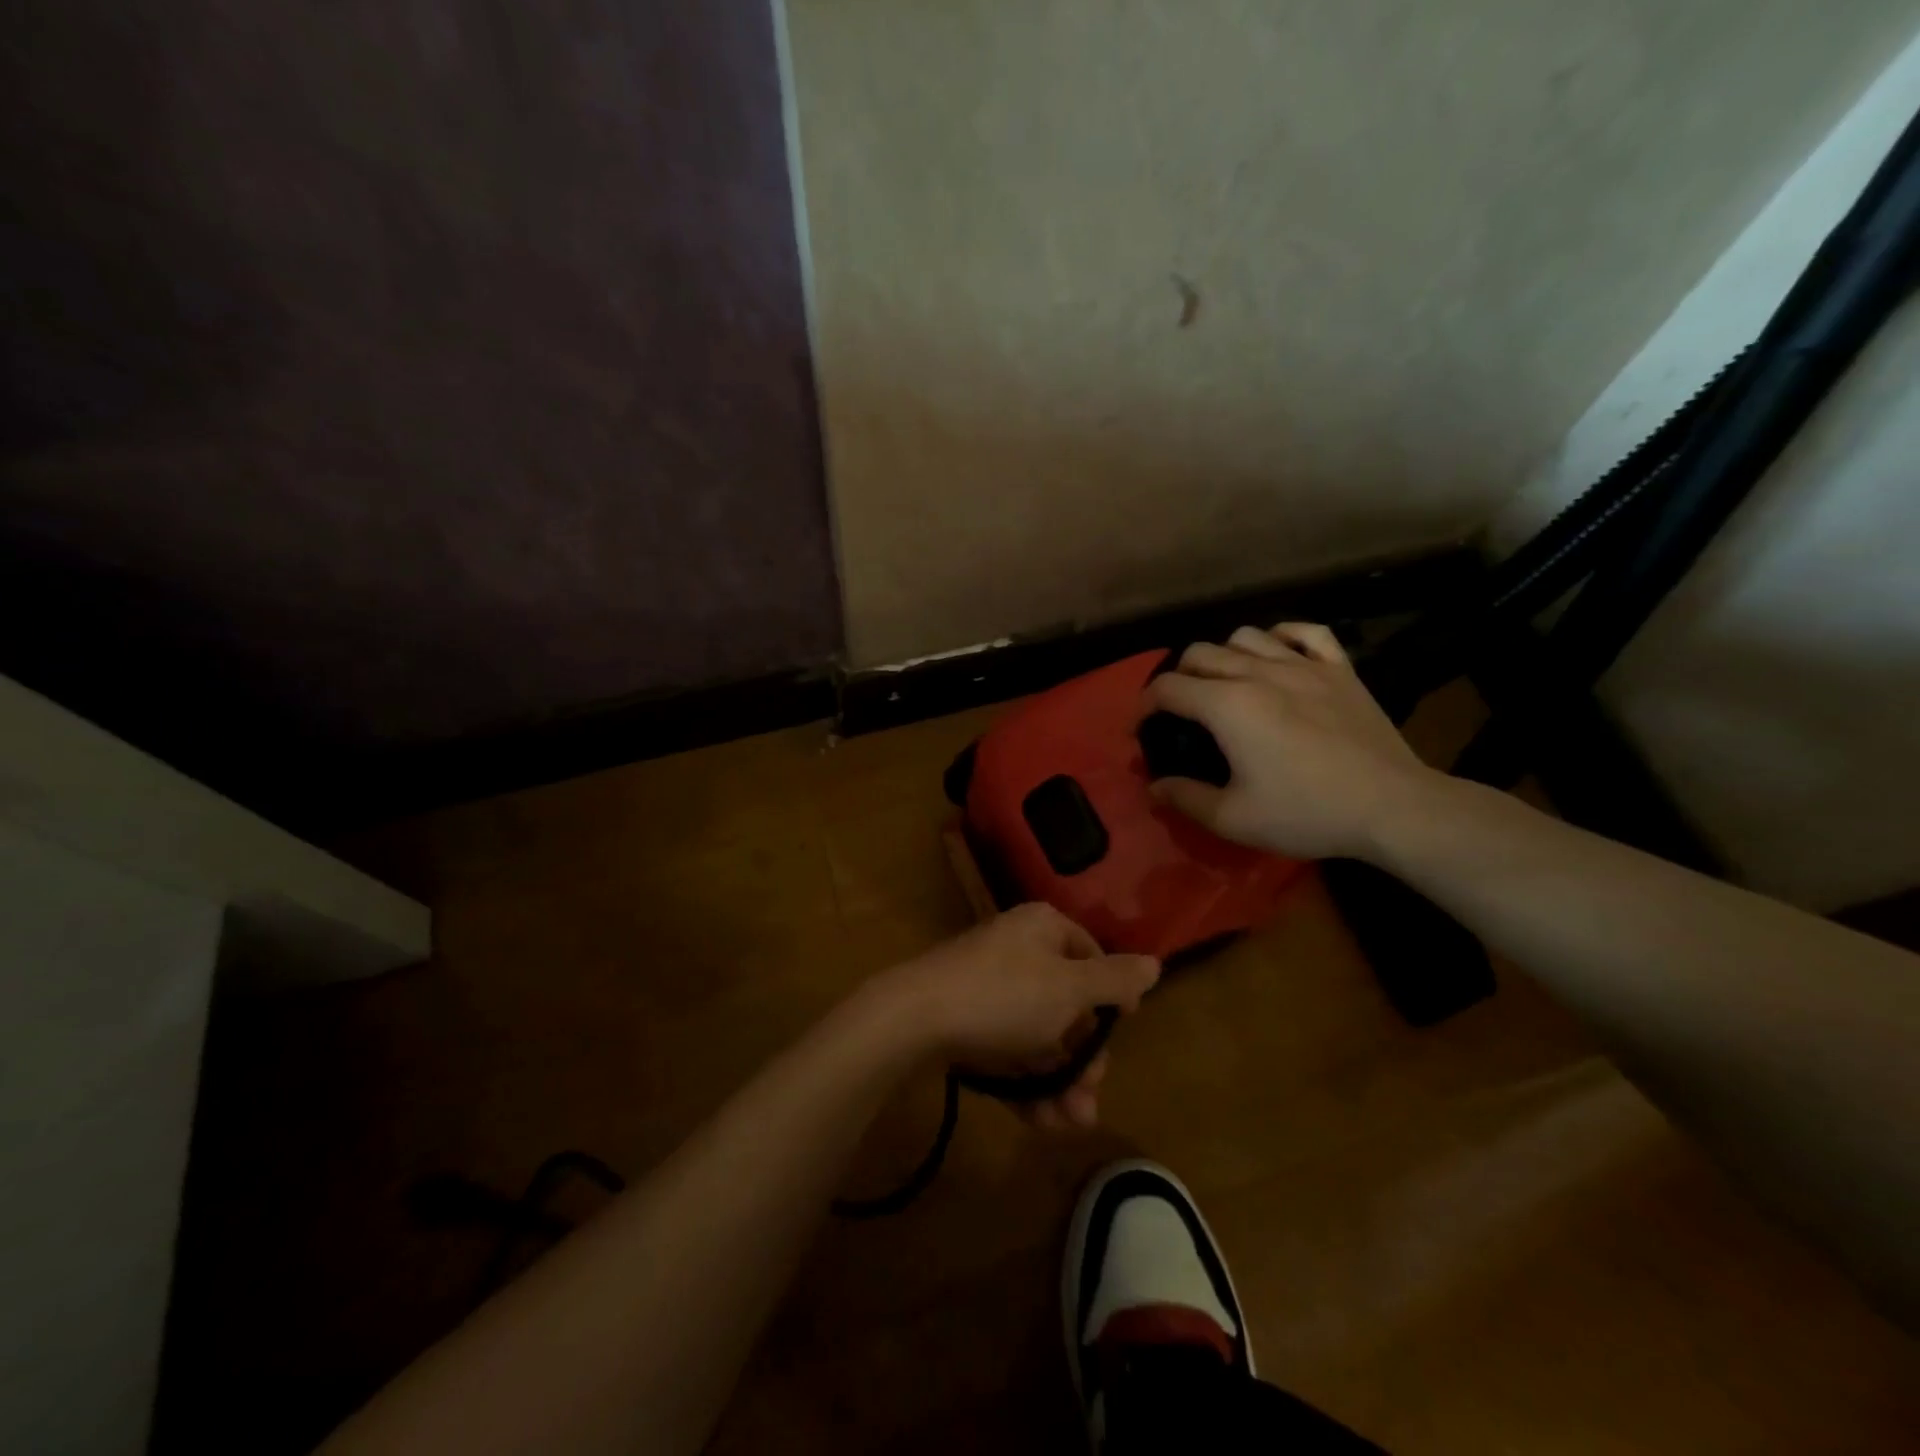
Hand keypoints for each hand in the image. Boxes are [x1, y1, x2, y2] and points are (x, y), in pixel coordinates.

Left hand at [880, 903, 1158, 1127]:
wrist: (914, 1018)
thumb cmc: (1003, 995)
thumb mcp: (1070, 989)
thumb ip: (1115, 980)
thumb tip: (1156, 963)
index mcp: (1043, 929)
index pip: (1091, 956)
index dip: (1110, 998)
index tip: (1121, 1033)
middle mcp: (1018, 951)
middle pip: (1066, 1004)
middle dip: (1083, 1058)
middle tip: (1090, 1096)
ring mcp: (989, 986)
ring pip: (1038, 1035)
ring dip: (1059, 1081)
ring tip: (1068, 1123)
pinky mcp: (967, 1020)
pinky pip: (1008, 1049)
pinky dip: (1026, 1081)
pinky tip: (1040, 1121)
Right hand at [1147, 622, 1445, 860]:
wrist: (1392, 806)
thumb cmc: (1307, 813)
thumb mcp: (1234, 818)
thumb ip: (1185, 798)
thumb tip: (1153, 787)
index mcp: (1227, 705)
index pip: (1168, 688)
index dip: (1144, 705)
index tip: (1142, 728)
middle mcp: (1258, 673)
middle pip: (1199, 653)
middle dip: (1178, 678)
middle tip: (1181, 710)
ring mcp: (1303, 665)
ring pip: (1246, 636)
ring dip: (1223, 655)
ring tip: (1225, 682)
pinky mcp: (1339, 669)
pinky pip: (1305, 632)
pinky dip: (1282, 636)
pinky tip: (1277, 654)